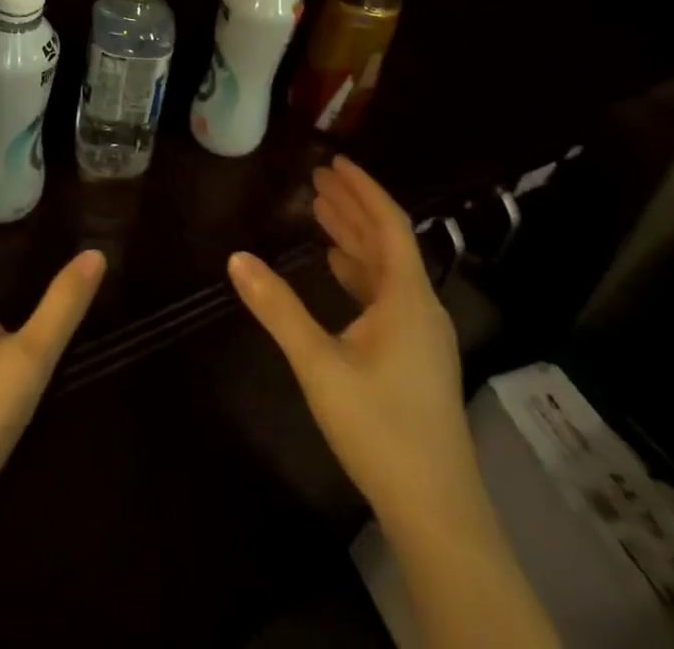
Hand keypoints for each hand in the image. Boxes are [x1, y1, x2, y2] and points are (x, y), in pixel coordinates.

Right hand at [228, 156, 471, 514]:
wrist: (437, 512)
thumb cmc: (380, 428)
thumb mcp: (319, 364)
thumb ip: (278, 308)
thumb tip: (236, 257)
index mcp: (407, 298)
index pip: (389, 224)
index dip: (362, 189)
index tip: (334, 161)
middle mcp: (420, 307)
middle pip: (388, 241)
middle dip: (352, 206)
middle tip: (317, 178)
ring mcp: (421, 334)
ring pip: (387, 268)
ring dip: (354, 237)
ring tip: (320, 211)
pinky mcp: (416, 357)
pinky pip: (387, 294)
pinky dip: (360, 270)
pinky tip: (337, 268)